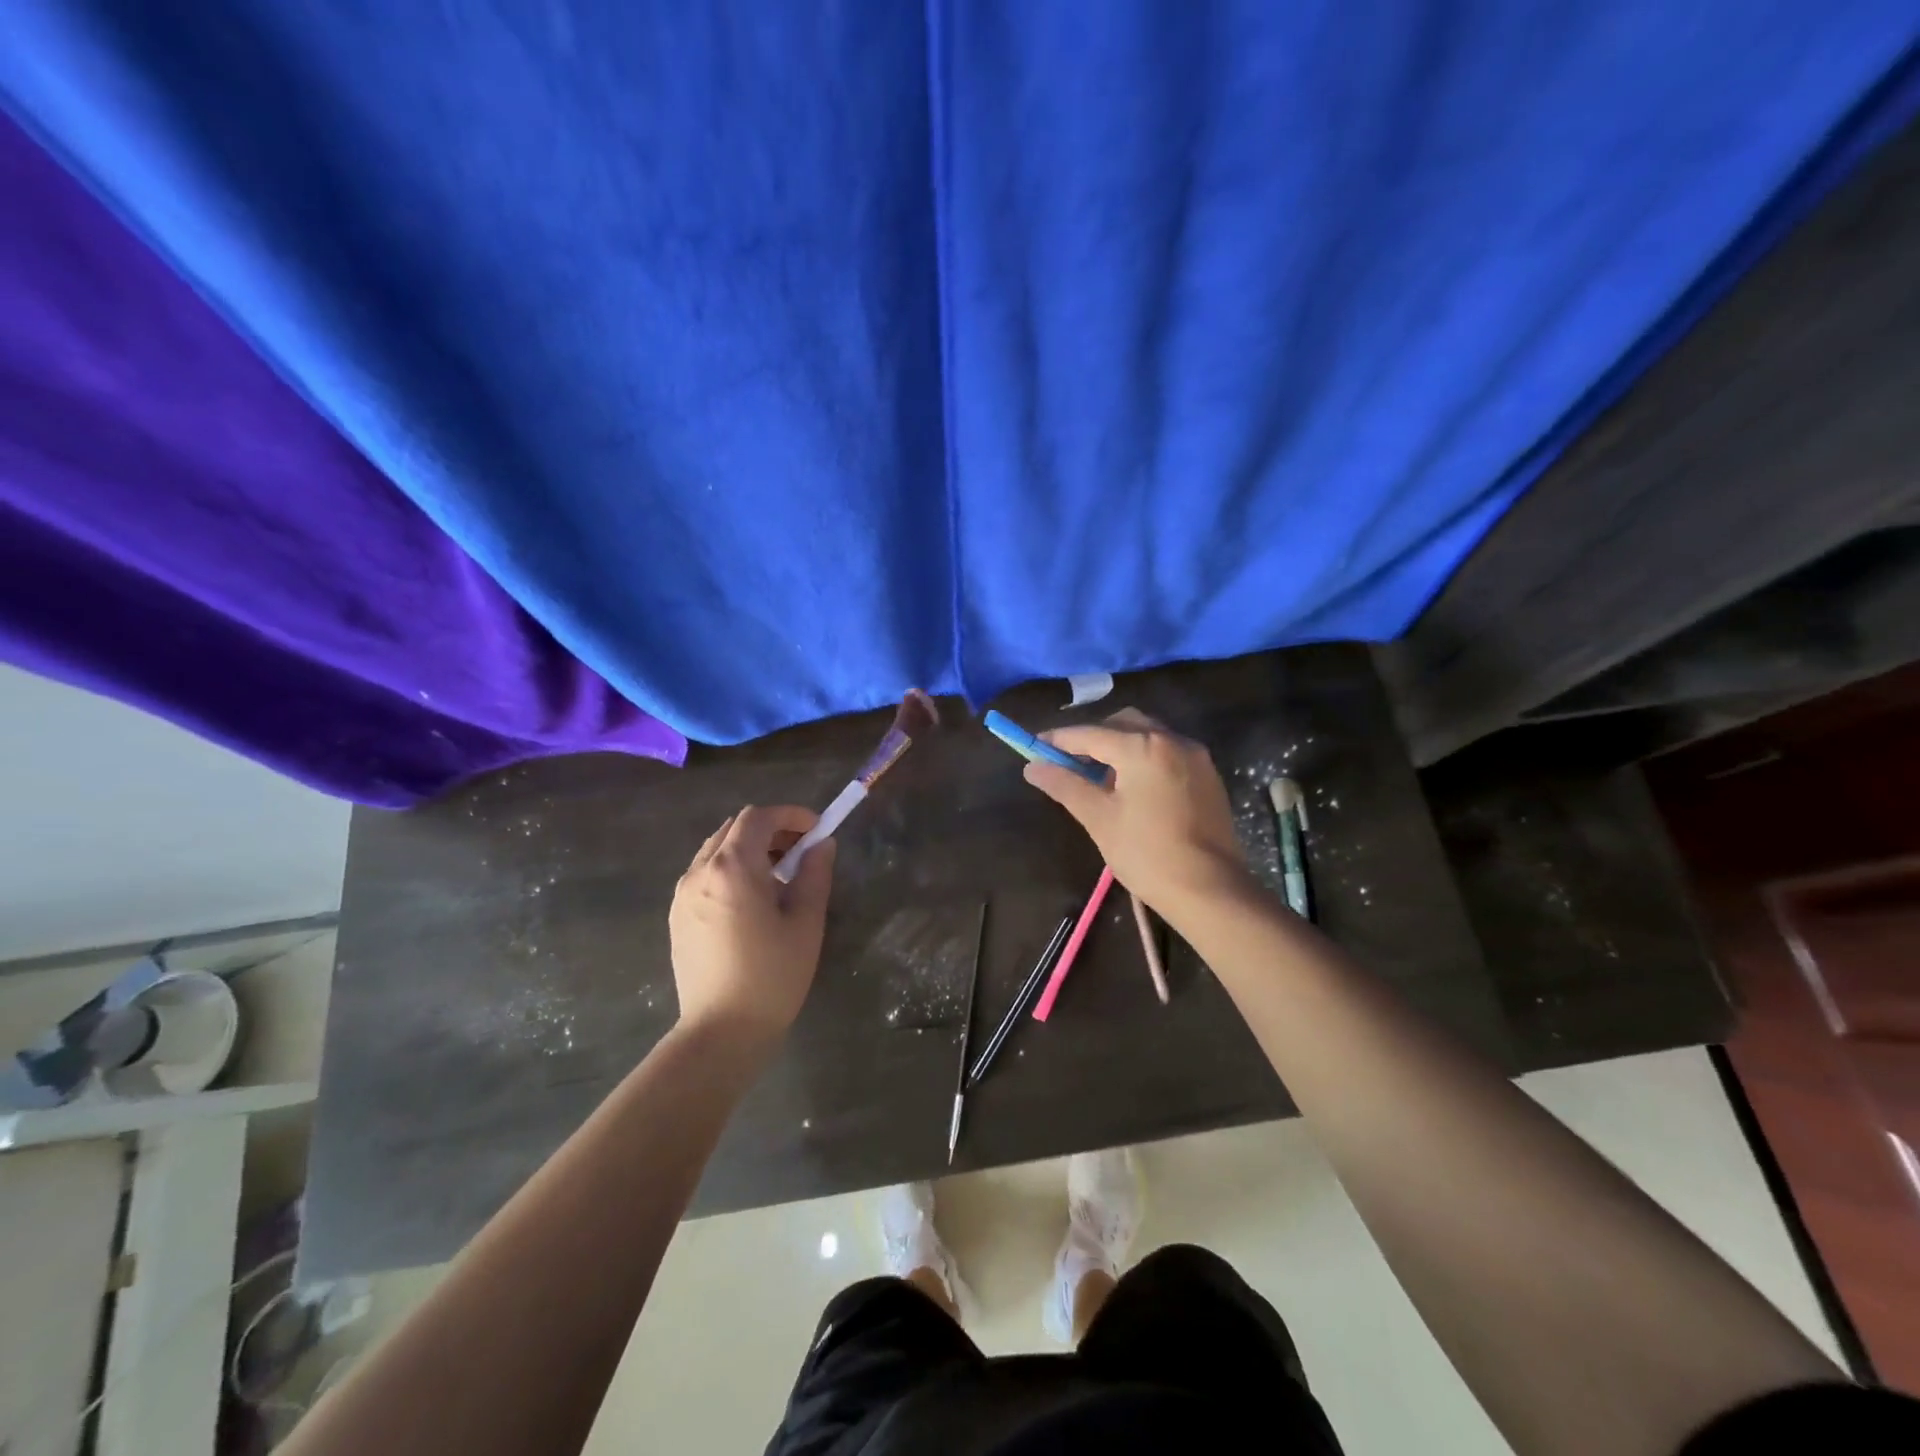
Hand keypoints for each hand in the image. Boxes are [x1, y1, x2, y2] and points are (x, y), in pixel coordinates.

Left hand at [668, 805, 836, 1044]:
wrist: (721, 1032)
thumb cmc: (772, 976)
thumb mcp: (805, 922)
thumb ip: (815, 874)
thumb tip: (822, 845)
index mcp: (732, 868)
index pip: (758, 817)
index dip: (790, 815)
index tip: (816, 830)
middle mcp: (700, 872)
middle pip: (735, 829)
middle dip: (771, 829)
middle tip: (802, 852)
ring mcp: (682, 894)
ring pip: (717, 850)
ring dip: (750, 849)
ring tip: (779, 877)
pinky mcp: (677, 915)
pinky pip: (704, 873)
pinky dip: (730, 869)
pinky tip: (752, 900)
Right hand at [1022, 708, 1249, 910]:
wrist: (1210, 891)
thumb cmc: (1147, 854)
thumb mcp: (1099, 818)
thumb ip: (1065, 785)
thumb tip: (1033, 767)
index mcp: (1143, 747)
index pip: (1090, 733)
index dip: (1058, 739)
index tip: (1034, 746)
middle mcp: (1172, 740)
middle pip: (1123, 724)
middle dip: (1093, 737)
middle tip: (1068, 762)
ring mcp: (1195, 756)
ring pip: (1148, 735)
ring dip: (1120, 746)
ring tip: (1100, 778)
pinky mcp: (1208, 776)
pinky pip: (1167, 752)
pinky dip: (1144, 758)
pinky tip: (1133, 788)